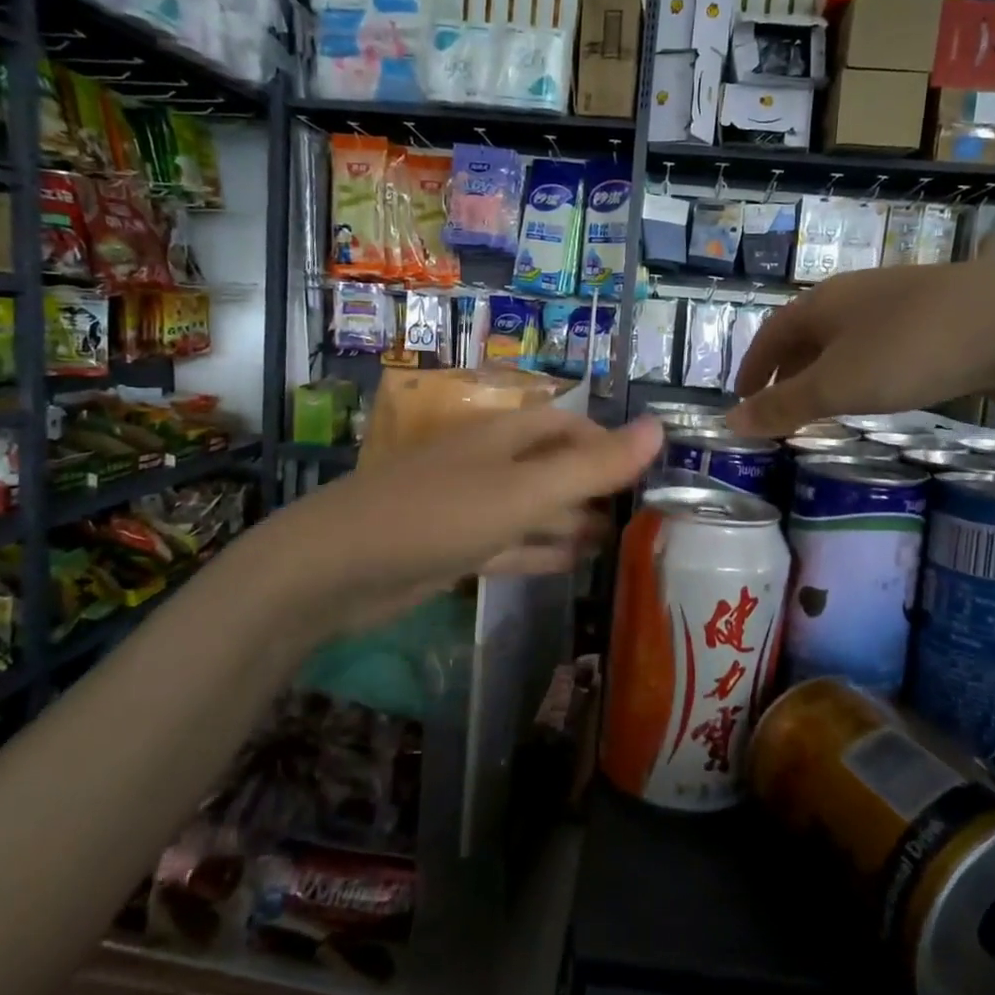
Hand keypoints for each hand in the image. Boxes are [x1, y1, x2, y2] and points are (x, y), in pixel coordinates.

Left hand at [279, 408, 662, 633]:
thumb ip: (593, 466)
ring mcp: (465, 507)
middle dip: (591, 485)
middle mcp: (485, 465)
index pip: (564, 425)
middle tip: (638, 514)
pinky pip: (507, 545)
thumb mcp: (524, 491)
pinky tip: (570, 565)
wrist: (336, 569)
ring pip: (530, 508)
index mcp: (501, 437)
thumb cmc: (437, 516)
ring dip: (569, 521)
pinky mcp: (450, 548)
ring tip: (614, 540)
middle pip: (548, 466)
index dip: (605, 440)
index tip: (645, 470)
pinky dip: (539, 552)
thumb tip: (659, 427)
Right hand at [727, 263, 994, 436]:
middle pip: (807, 334)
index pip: (770, 334)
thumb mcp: (837, 387)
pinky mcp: (940, 319)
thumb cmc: (911, 351)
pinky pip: (884, 348)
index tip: (742, 399)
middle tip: (780, 409)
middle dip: (788, 372)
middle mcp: (857, 295)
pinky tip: (881, 395)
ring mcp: (902, 303)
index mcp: (823, 303)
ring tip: (825, 408)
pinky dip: (866, 373)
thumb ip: (783, 407)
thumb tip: (728, 423)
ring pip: (848, 341)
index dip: (752, 367)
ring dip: (827, 374)